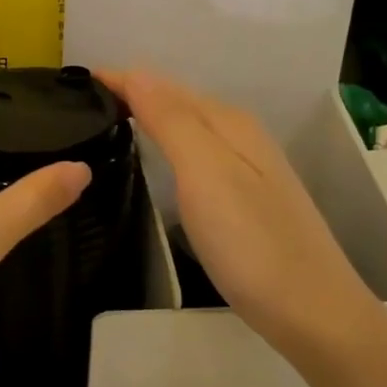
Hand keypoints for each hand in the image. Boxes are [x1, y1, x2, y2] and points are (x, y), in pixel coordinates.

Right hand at [101, 69, 380, 359]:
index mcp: (227, 123)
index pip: (161, 85)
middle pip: (176, 101)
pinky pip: (193, 154)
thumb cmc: (252, 243)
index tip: (72, 84)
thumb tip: (136, 72)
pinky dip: (165, 145)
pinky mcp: (242, 199)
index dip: (119, 80)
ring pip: (185, 127)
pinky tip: (152, 160)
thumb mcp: (206, 173)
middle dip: (130, 92)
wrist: (314, 314)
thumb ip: (171, 120)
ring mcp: (245, 169)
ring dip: (147, 117)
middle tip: (78, 102)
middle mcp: (238, 136)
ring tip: (104, 121)